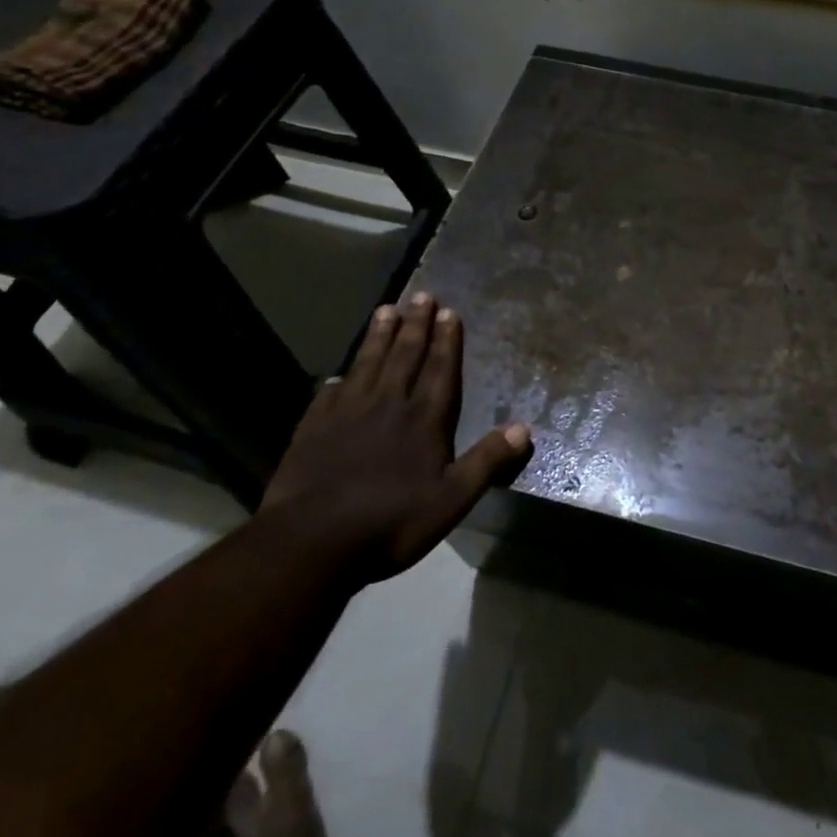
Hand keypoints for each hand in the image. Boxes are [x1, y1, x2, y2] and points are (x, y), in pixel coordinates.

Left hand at [258, 292, 531, 585]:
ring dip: (378, 337)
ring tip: (385, 309)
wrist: (312, 542)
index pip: (439, 370)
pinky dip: (335, 381)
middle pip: (404, 356)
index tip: (448, 311)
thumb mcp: (452, 499)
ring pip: (367, 364)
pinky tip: (336, 374)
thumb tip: (524, 428)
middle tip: (421, 295)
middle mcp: (388, 405)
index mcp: (423, 419)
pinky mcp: (313, 430)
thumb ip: (487, 461)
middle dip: (415, 325)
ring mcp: (347, 414)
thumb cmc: (390, 521)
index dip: (446, 340)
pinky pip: (327, 396)